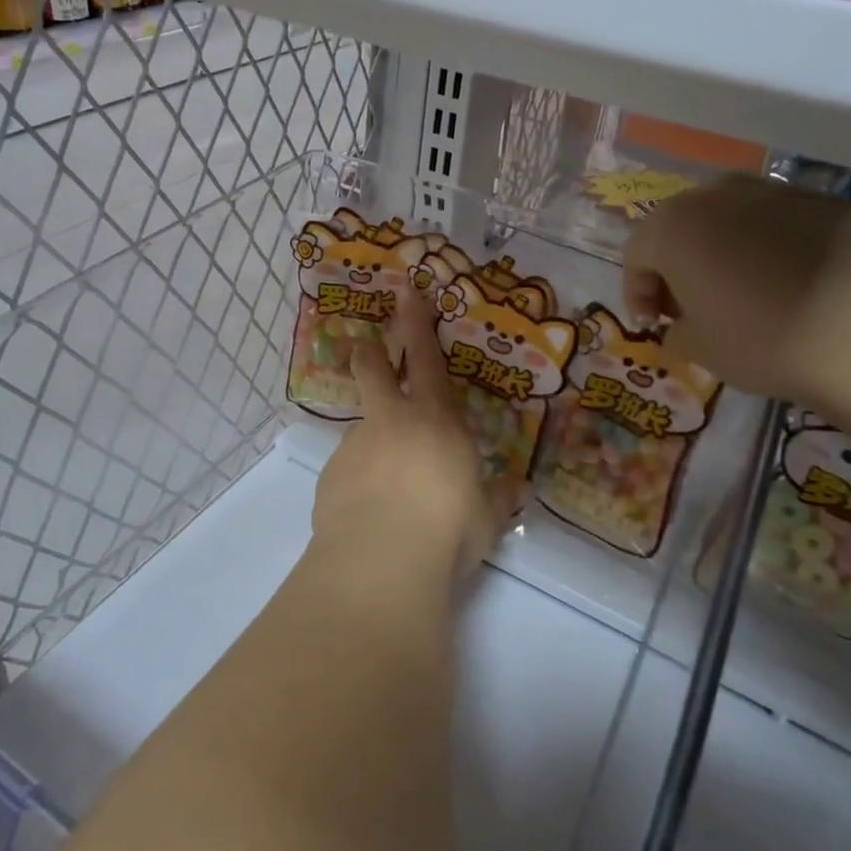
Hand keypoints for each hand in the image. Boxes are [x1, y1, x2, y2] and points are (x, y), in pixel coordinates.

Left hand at [311, 299, 516, 580]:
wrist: (381, 560)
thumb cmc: (448, 529)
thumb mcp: (486, 518)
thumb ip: (500, 499)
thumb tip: (519, 490)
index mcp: (437, 420)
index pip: (428, 359)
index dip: (416, 322)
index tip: (406, 290)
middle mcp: (392, 421)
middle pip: (374, 369)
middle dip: (372, 354)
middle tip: (367, 349)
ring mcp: (356, 445)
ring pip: (363, 429)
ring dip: (374, 445)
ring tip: (388, 493)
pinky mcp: (330, 475)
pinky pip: (348, 471)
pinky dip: (359, 483)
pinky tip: (369, 515)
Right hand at [623, 174, 850, 422]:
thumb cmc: (760, 342)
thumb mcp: (696, 348)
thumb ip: (673, 328)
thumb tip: (680, 322)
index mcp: (675, 228)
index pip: (636, 252)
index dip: (637, 290)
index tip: (653, 324)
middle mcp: (717, 196)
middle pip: (680, 225)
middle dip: (676, 263)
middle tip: (689, 304)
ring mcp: (775, 192)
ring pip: (729, 215)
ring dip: (721, 247)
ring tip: (738, 287)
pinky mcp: (824, 202)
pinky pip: (777, 221)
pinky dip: (769, 245)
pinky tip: (787, 281)